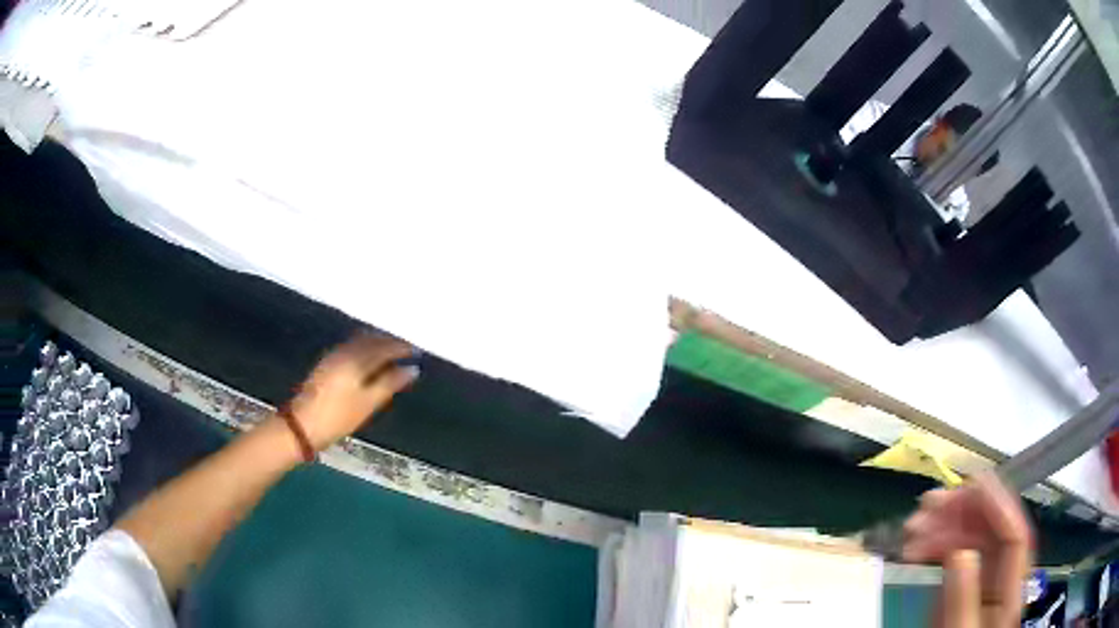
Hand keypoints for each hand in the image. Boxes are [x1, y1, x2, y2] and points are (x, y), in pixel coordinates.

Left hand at [286, 333, 418, 450]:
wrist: (302, 424)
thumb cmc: (339, 416)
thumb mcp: (368, 403)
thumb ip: (390, 383)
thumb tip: (412, 369)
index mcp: (357, 359)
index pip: (385, 347)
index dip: (402, 348)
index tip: (417, 351)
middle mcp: (345, 351)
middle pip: (371, 340)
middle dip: (390, 341)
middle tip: (406, 349)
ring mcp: (334, 355)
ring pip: (360, 341)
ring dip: (377, 343)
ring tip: (391, 352)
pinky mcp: (327, 363)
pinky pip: (351, 346)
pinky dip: (365, 347)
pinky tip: (369, 357)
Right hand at [903, 474, 1032, 627]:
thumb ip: (962, 599)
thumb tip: (960, 553)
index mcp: (1011, 590)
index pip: (1014, 536)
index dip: (998, 505)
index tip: (972, 482)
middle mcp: (1004, 575)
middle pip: (993, 530)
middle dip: (962, 511)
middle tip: (928, 505)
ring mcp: (986, 577)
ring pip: (973, 536)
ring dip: (944, 524)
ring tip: (913, 525)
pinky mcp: (968, 581)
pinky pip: (957, 552)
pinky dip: (937, 543)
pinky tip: (916, 545)